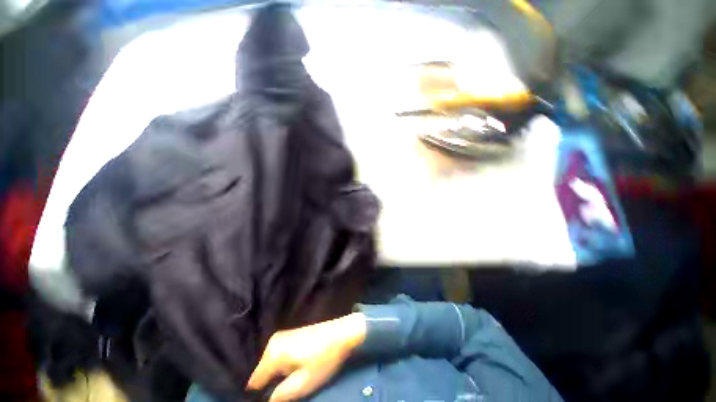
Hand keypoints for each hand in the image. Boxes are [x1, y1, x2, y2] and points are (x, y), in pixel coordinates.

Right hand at [246, 313, 366, 401]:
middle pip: (262, 372)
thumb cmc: (324, 358)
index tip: (274, 397)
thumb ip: (280, 396)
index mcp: (273, 353)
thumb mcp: (304, 384)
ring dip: (277, 374)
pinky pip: (278, 355)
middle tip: (286, 388)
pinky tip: (294, 367)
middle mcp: (273, 342)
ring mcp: (282, 336)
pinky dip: (282, 364)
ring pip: (269, 363)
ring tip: (292, 377)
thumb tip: (265, 401)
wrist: (342, 332)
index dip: (260, 394)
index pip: (254, 382)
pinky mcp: (290, 334)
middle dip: (270, 382)